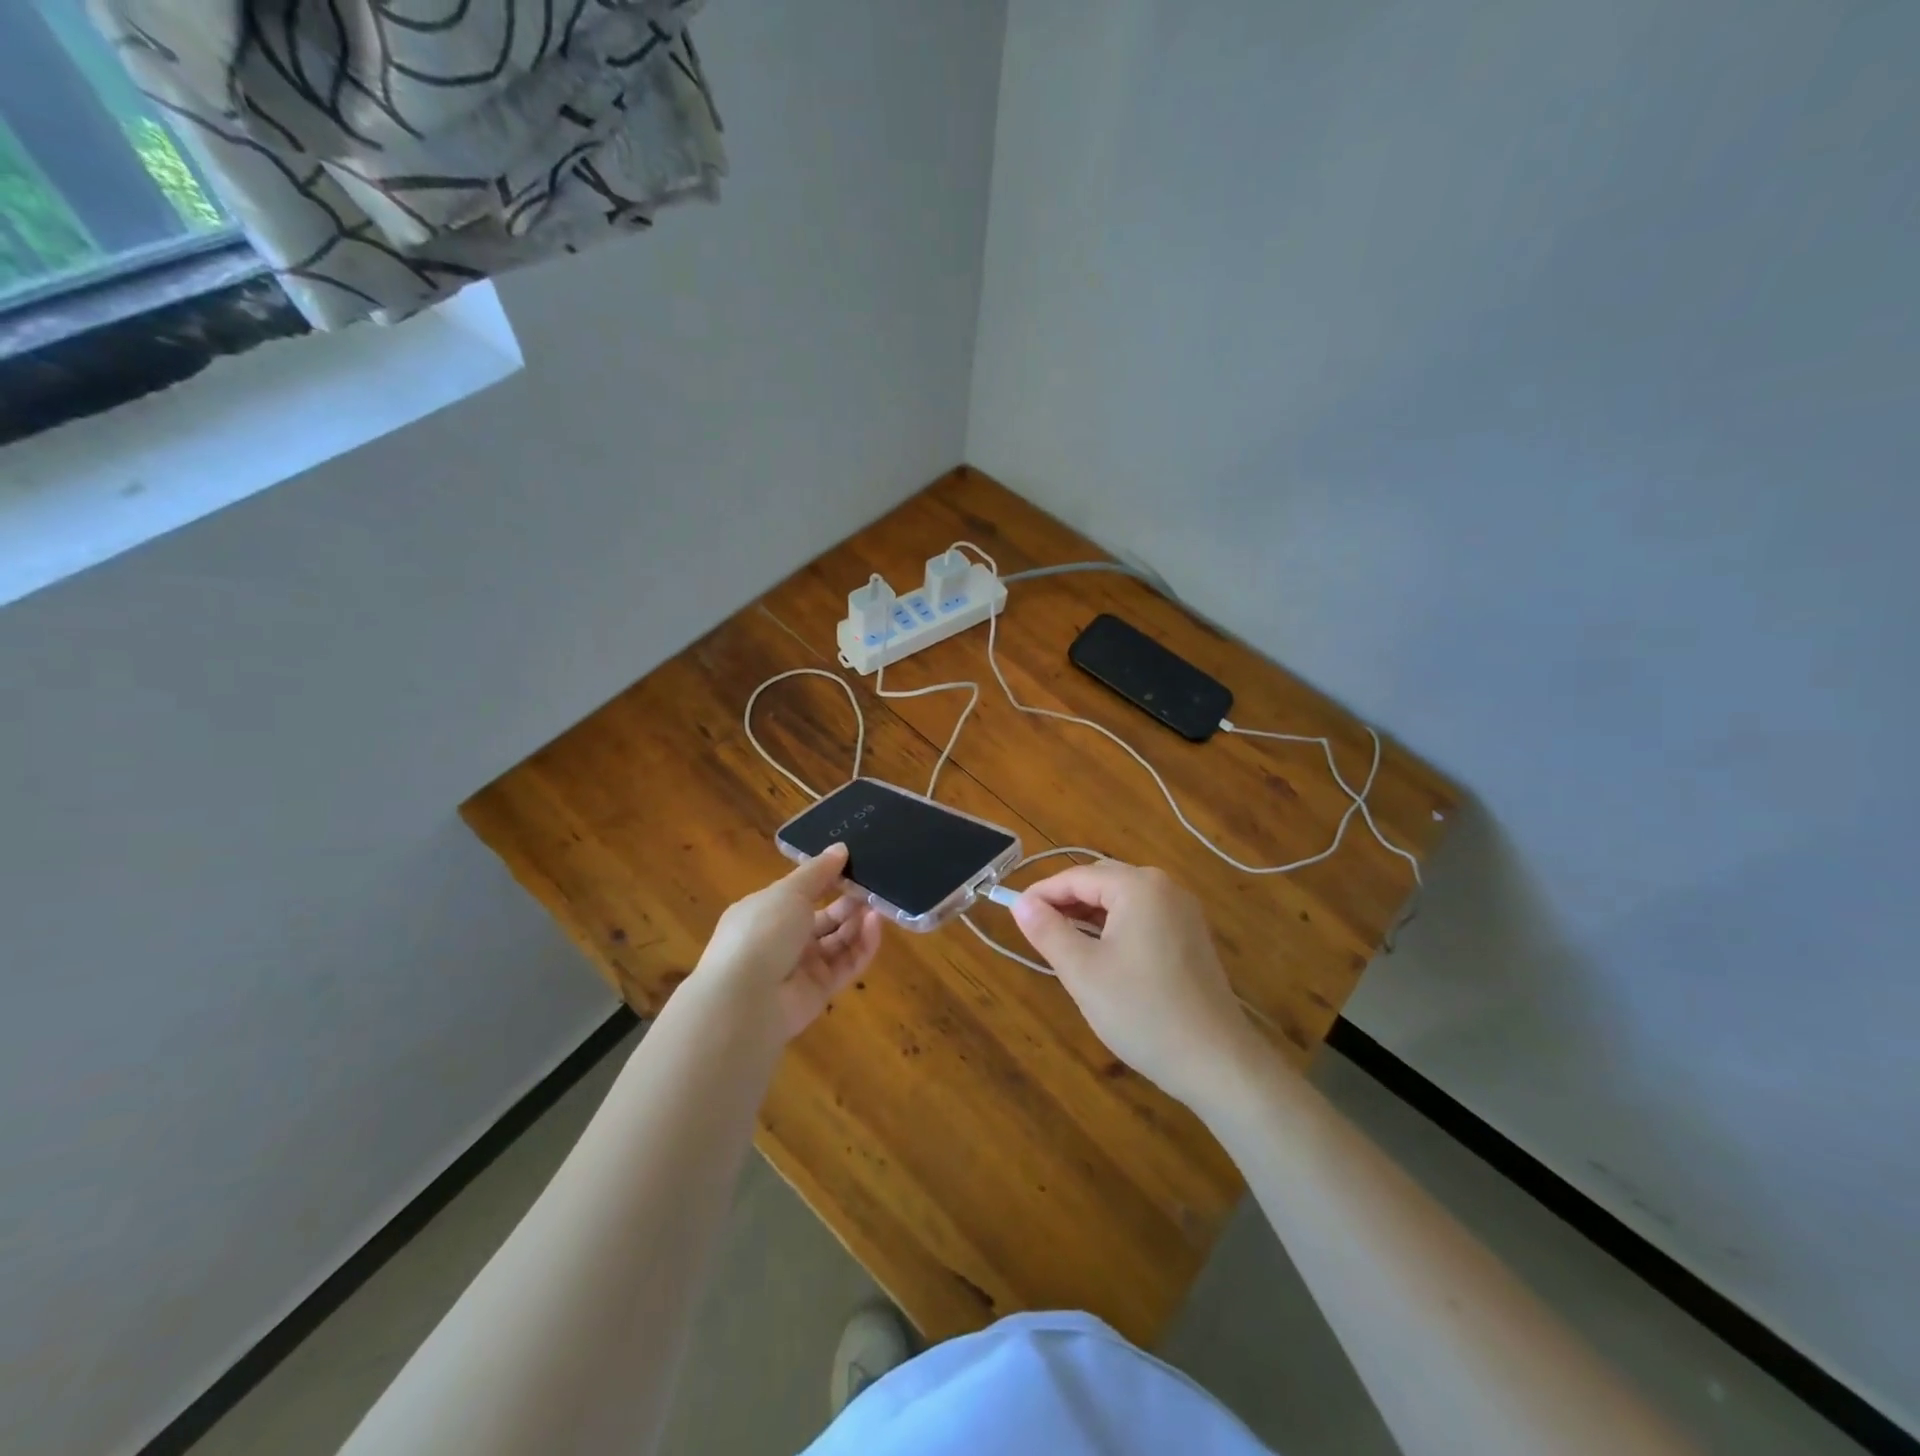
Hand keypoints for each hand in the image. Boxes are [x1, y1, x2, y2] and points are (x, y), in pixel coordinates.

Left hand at [692, 843, 884, 1042]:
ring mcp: (801, 966)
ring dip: (858, 922)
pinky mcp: (821, 990)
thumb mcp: (789, 892)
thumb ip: (818, 871)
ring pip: (838, 940)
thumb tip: (840, 848)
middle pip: (824, 917)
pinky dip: (863, 944)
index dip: (827, 879)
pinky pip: (847, 963)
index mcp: (766, 911)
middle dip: (848, 901)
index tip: (853, 864)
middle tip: (873, 886)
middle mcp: (783, 938)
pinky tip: (876, 924)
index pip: (801, 892)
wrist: (746, 999)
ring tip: (878, 904)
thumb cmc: (762, 931)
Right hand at [1011, 861, 1266, 1108]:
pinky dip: (1114, 928)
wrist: (1217, 1062)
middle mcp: (1165, 887)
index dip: (1041, 894)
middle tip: (1034, 932)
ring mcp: (1183, 911)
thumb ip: (1047, 931)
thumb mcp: (1082, 971)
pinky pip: (1142, 917)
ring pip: (1121, 900)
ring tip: (1061, 945)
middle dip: (1065, 902)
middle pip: (1101, 882)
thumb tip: (1020, 903)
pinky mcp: (1190, 936)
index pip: (1077, 877)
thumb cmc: (1142, 1012)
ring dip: (1088, 916)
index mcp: (1139, 886)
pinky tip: (1099, 956)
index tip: (1013, 915)